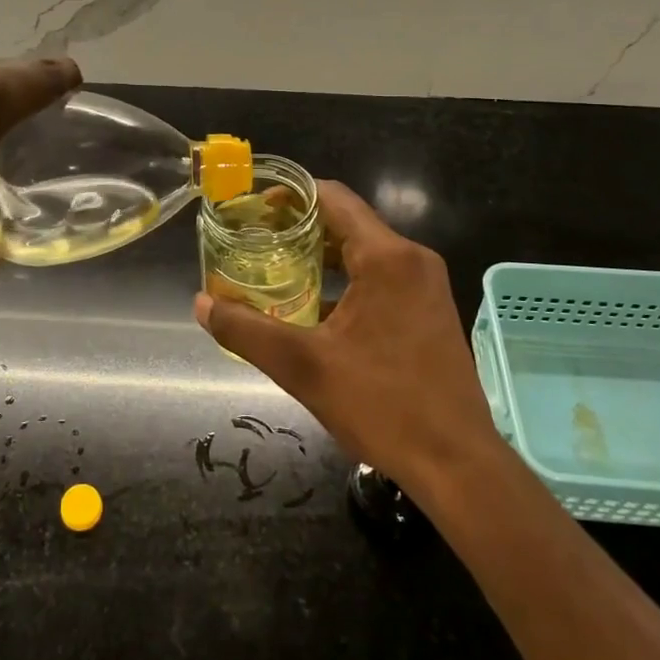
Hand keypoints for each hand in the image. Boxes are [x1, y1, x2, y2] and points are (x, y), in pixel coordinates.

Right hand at [194, 180, 503, 498]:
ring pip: (364, 251)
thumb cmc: (383, 406)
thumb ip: (246, 330)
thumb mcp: (303, 367)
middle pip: (347, 222)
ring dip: (321, 256)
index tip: (252, 208)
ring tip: (275, 270)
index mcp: (387, 257)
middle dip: (299, 228)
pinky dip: (346, 280)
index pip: (333, 198)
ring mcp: (426, 285)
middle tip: (253, 241)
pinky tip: (313, 307)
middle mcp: (412, 259)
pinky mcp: (429, 310)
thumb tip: (201, 304)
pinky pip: (381, 277)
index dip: (290, 196)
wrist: (458, 464)